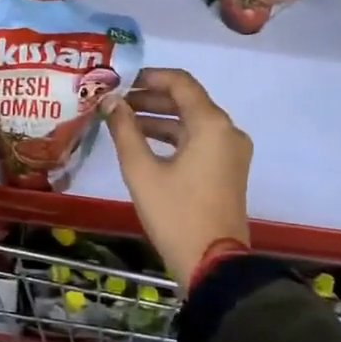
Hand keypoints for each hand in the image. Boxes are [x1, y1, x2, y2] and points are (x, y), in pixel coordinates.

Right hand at [103, 68, 252, 286]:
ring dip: (159, 118)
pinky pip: (199, 140)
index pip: (180, 82)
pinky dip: (172, 137)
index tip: (119, 81)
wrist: (213, 265)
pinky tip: (142, 143)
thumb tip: (109, 101)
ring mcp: (231, 151)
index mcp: (211, 124)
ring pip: (192, 122)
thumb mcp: (142, 170)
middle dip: (149, 98)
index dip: (148, 76)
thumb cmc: (176, 214)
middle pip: (187, 100)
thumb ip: (124, 129)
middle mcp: (227, 131)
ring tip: (122, 122)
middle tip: (115, 102)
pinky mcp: (228, 169)